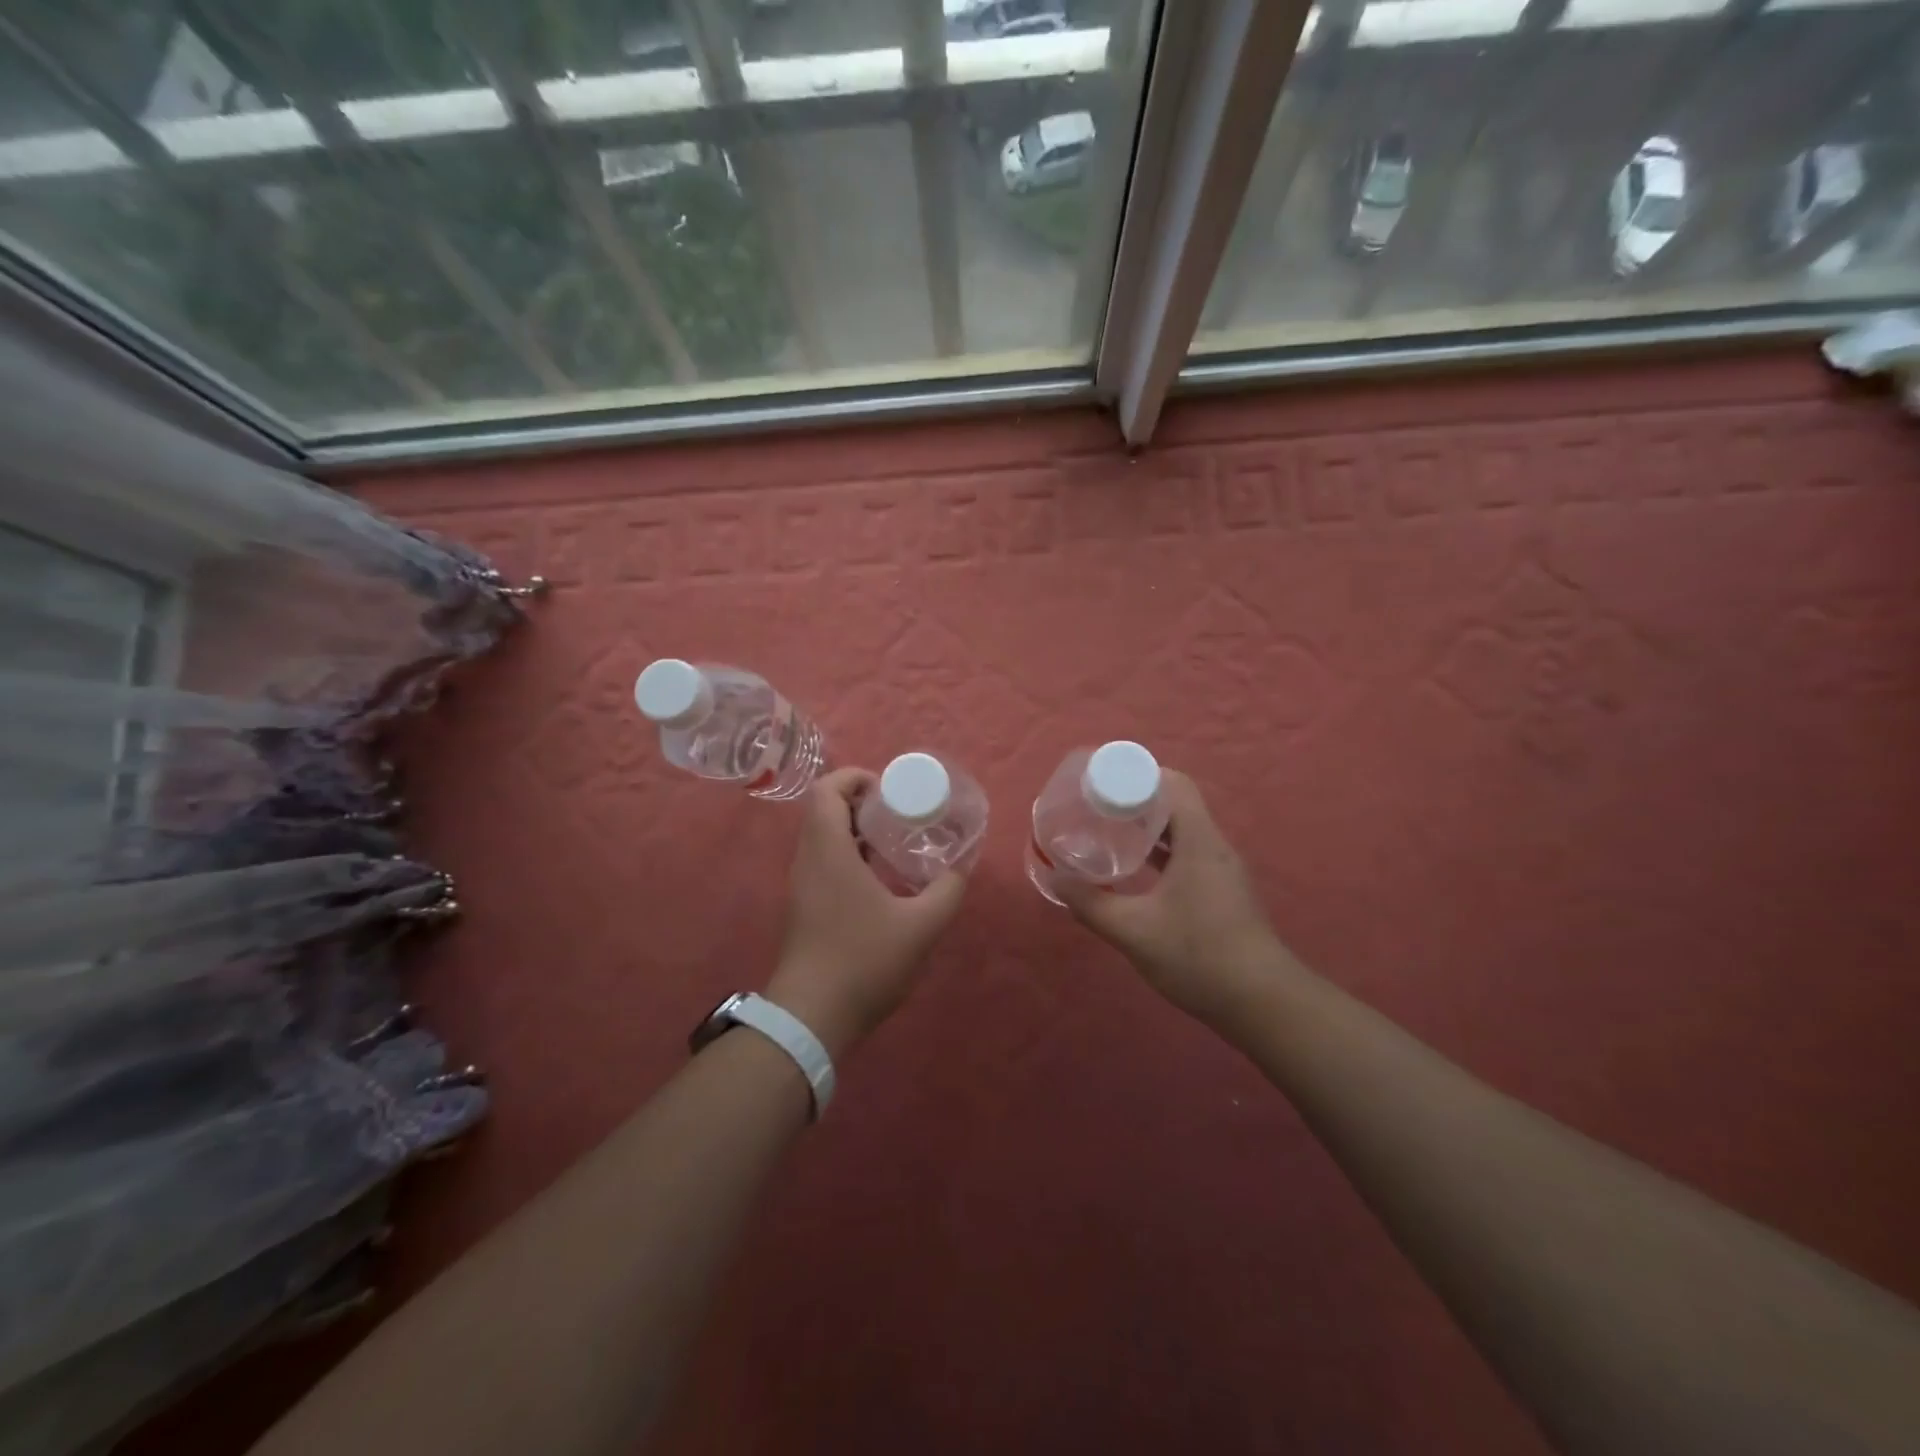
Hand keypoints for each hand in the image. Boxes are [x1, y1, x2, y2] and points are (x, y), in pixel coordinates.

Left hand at [765, 767, 966, 1058]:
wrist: (811, 1016)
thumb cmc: (864, 961)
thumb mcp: (921, 926)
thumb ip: (947, 890)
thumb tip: (963, 865)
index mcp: (829, 850)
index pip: (827, 790)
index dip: (854, 778)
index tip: (887, 789)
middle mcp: (807, 860)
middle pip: (824, 810)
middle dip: (859, 802)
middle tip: (897, 812)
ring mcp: (801, 885)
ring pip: (821, 837)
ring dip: (853, 829)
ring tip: (892, 841)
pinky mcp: (803, 907)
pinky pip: (821, 861)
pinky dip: (846, 854)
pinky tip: (878, 878)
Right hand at [1057, 770, 1288, 1026]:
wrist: (1262, 1004)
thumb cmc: (1199, 957)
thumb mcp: (1134, 931)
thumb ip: (1091, 904)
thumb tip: (1055, 878)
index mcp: (1199, 841)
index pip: (1174, 784)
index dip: (1138, 776)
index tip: (1102, 785)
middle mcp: (1214, 846)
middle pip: (1175, 803)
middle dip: (1135, 800)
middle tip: (1096, 808)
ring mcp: (1221, 870)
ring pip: (1181, 831)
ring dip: (1147, 828)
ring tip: (1108, 833)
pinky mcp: (1222, 891)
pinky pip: (1187, 854)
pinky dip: (1160, 852)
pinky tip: (1135, 870)